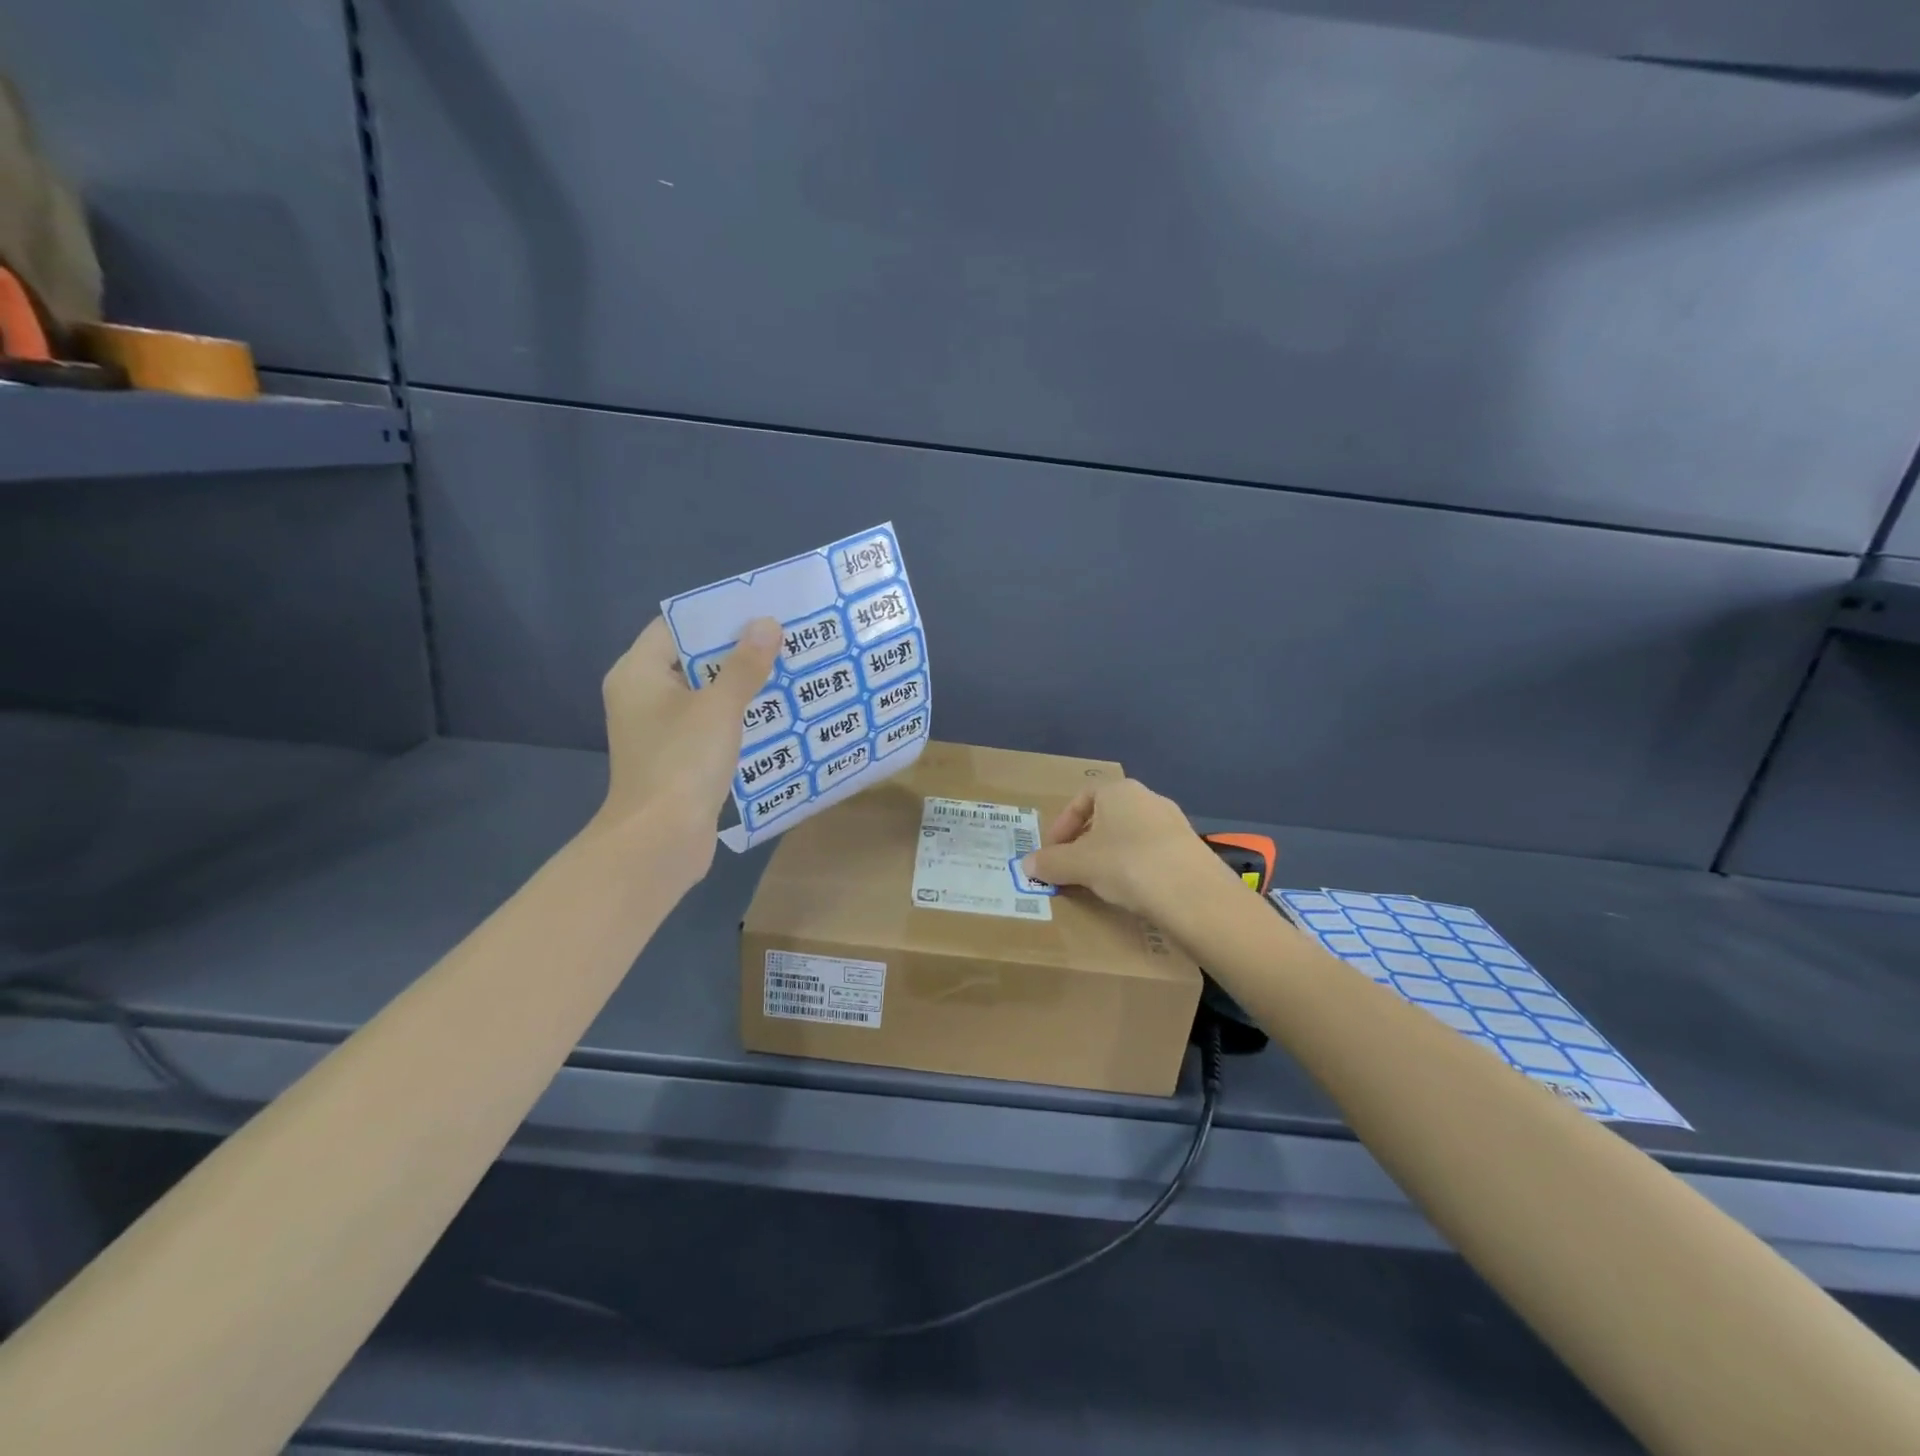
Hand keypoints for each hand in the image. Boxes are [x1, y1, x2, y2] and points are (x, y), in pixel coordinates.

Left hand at [595, 616, 781, 863]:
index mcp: (639, 673)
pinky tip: (773, 714)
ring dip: (741, 685)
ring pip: (703, 694)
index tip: (759, 611)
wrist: (660, 840)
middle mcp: (642, 695)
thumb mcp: (720, 708)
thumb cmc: (682, 762)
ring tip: (787, 671)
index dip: (716, 617)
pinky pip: (707, 724)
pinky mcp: (675, 757)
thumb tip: (766, 624)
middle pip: (692, 660)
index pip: (675, 627)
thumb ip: (744, 665)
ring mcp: (657, 729)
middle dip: (737, 651)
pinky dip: (735, 717)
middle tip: (783, 639)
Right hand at [1021, 778, 1233, 919]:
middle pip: (1107, 816)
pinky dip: (1136, 868)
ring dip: (1111, 855)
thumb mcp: (1079, 864)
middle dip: (1085, 841)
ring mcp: (1173, 823)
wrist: (1194, 895)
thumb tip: (1026, 864)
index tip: (1053, 851)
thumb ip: (1051, 863)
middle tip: (1072, 867)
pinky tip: (1131, 892)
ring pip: (1130, 835)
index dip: (1063, 824)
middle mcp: (1148, 798)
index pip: (1082, 798)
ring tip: (1099, 883)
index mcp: (1119, 790)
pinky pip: (1152, 853)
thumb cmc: (1127, 865)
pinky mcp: (1190, 850)